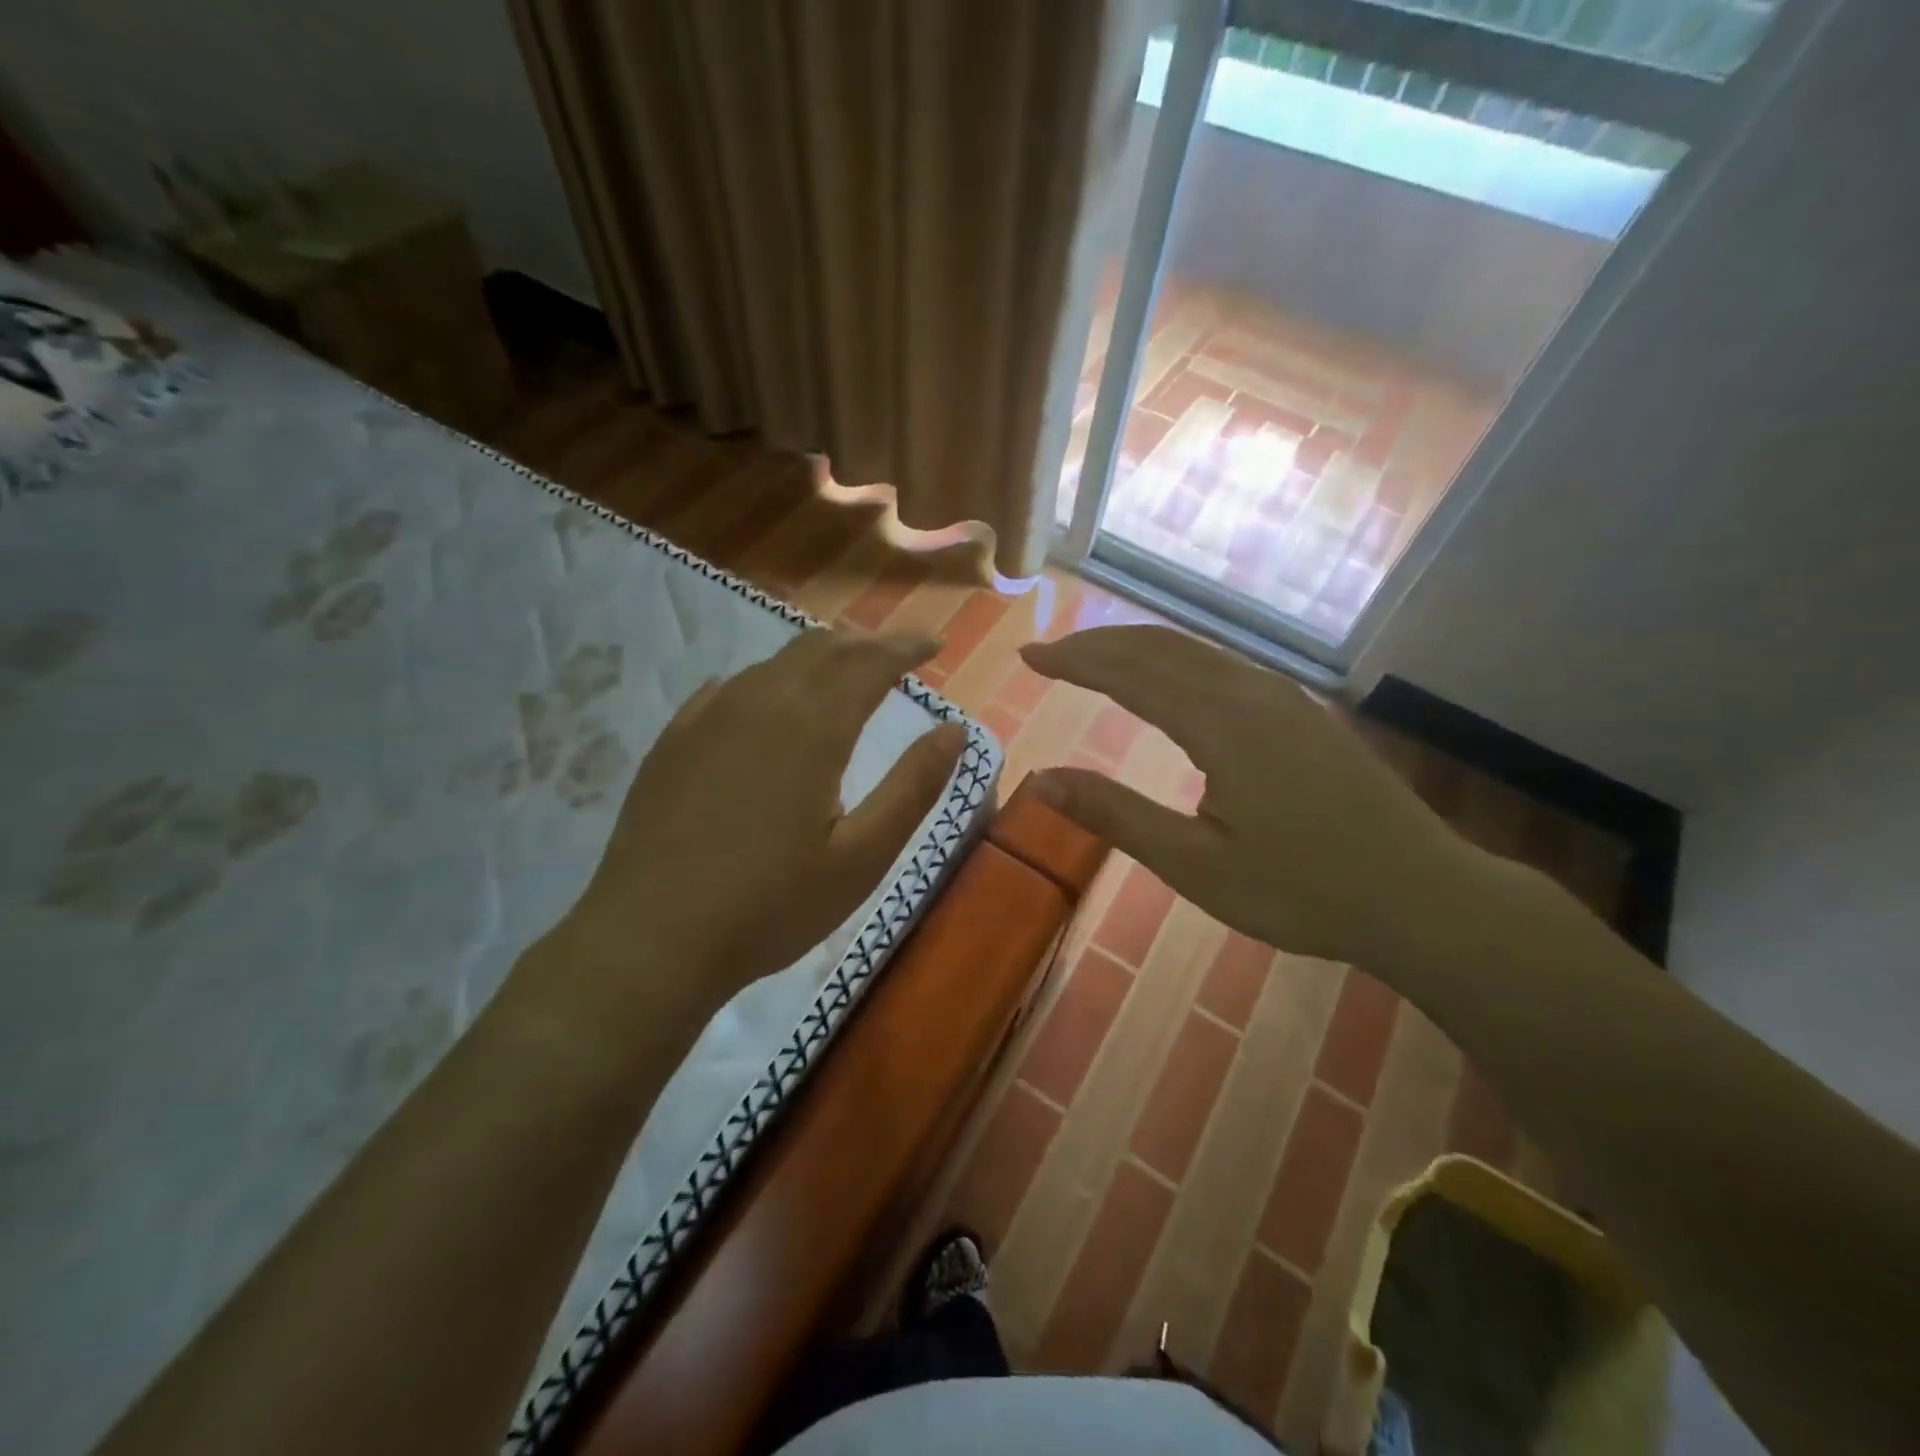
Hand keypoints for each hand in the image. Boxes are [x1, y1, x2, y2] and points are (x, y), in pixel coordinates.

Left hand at [526, 630, 966, 1041]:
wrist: (652, 938)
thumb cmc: (772, 904)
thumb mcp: (862, 856)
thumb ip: (913, 787)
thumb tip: (955, 730)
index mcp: (813, 727)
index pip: (870, 661)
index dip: (906, 646)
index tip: (934, 642)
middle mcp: (761, 702)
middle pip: (822, 648)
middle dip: (866, 642)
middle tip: (897, 654)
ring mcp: (709, 716)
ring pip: (775, 662)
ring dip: (819, 656)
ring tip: (844, 669)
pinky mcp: (675, 739)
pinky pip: (731, 686)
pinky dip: (768, 680)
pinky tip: (770, 698)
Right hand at [1022, 625, 1473, 973]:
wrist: (1424, 896)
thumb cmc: (1304, 891)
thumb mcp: (1197, 867)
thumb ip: (1116, 816)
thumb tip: (1041, 781)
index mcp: (1222, 725)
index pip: (1130, 673)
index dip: (1075, 661)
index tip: (1029, 656)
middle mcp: (1251, 693)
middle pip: (1160, 647)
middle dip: (1097, 644)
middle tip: (1048, 653)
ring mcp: (1284, 697)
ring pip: (1194, 650)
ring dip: (1135, 647)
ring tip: (1092, 659)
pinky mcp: (1302, 712)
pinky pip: (1223, 664)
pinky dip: (1174, 660)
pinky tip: (1165, 679)